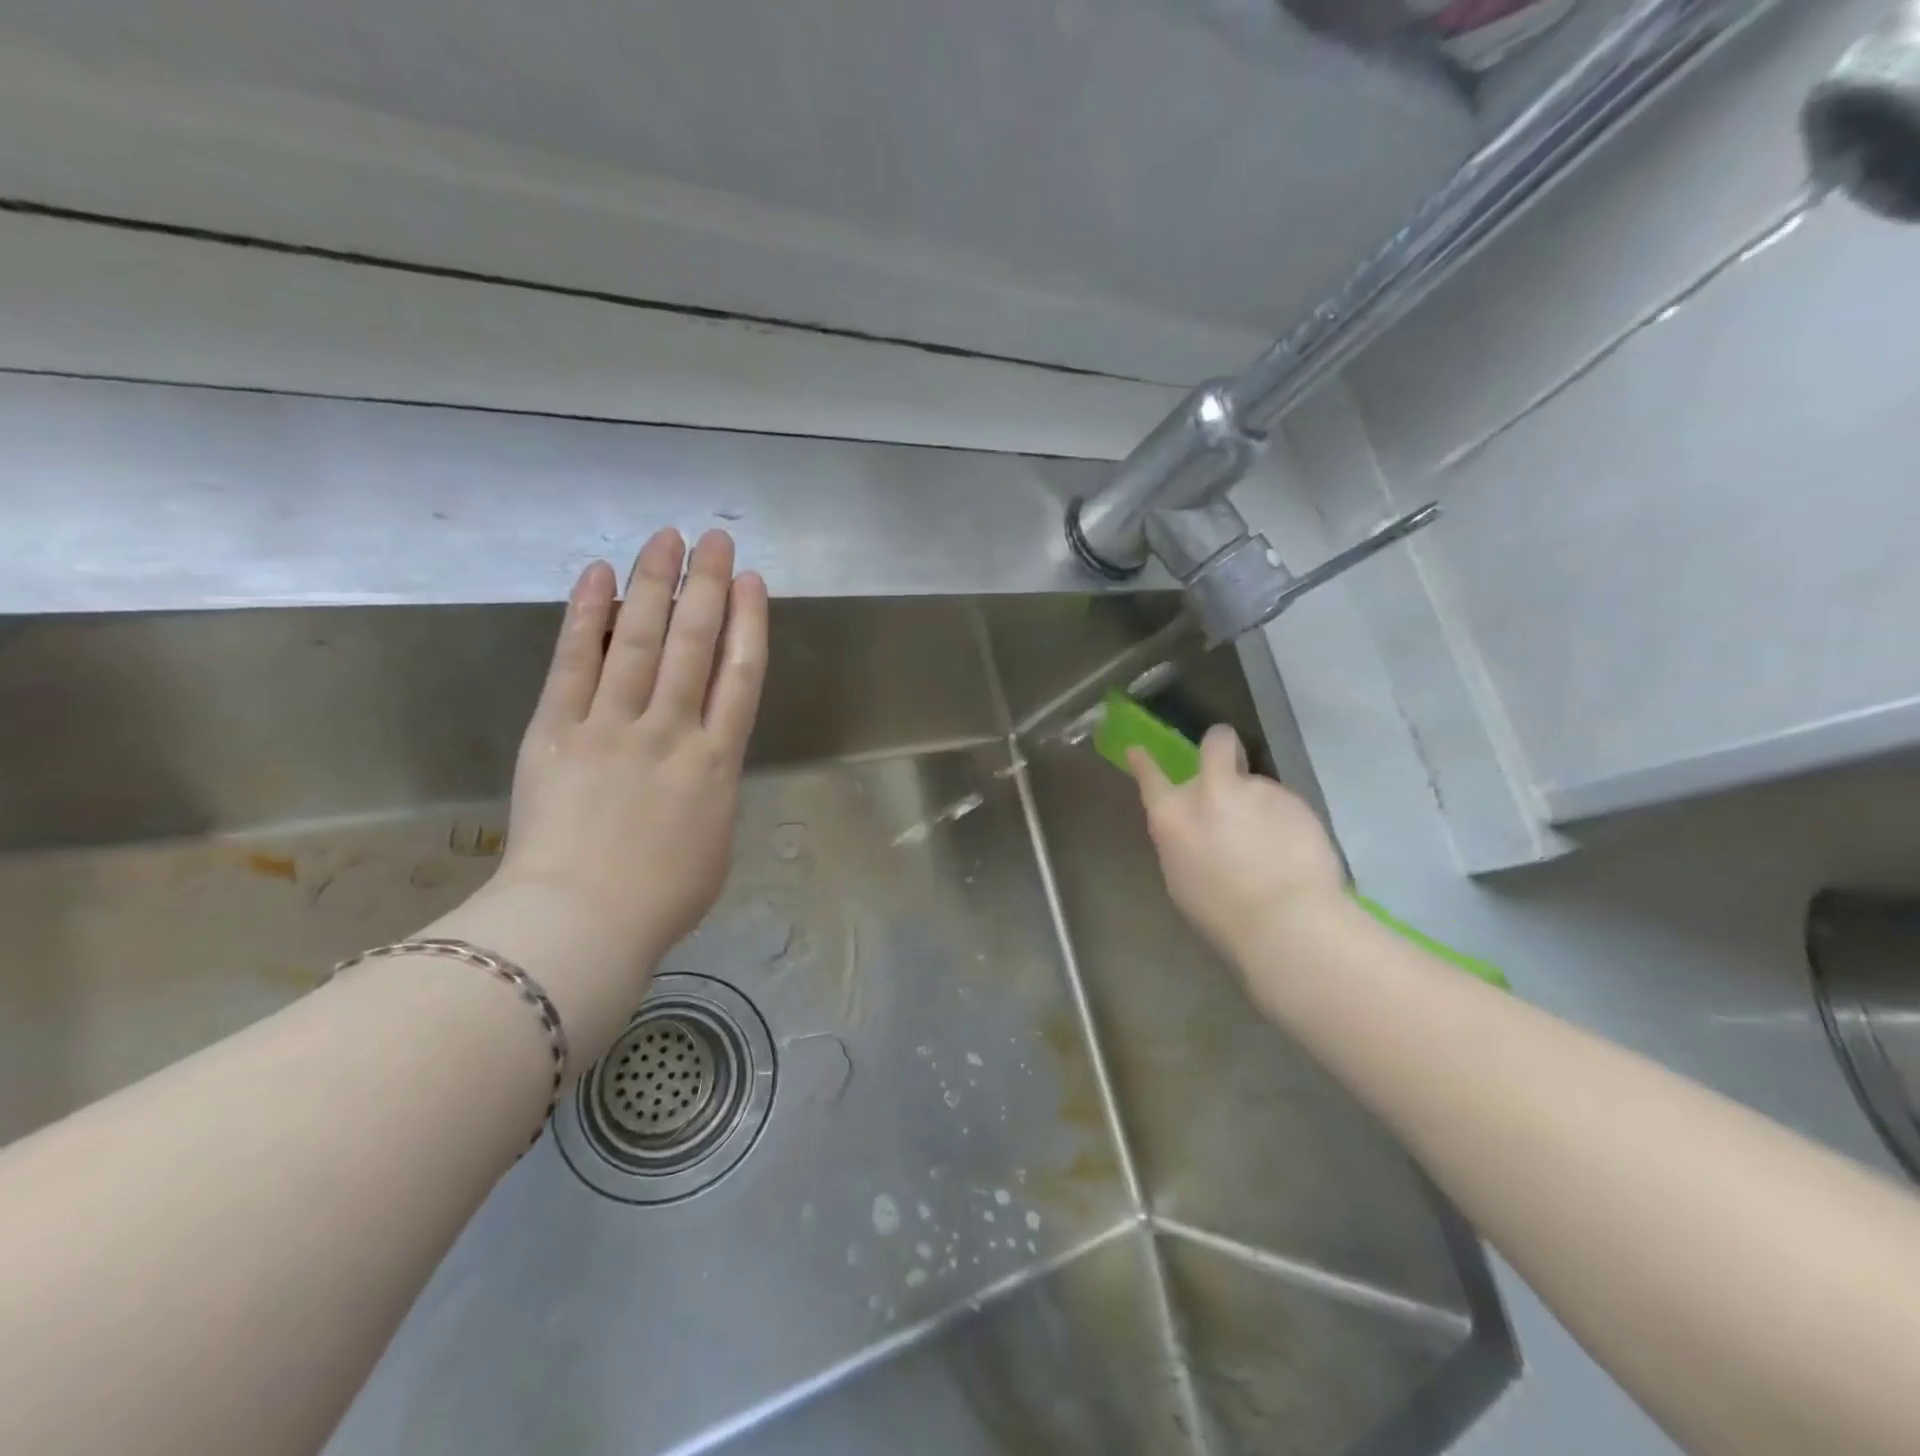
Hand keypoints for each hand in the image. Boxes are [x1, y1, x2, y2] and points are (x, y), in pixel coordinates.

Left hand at [454, 528, 766, 1058]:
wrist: (581, 922)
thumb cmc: (662, 897)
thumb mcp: (716, 842)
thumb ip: (714, 788)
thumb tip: (704, 758)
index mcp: (717, 761)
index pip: (740, 674)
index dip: (747, 621)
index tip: (749, 581)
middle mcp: (671, 729)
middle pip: (692, 642)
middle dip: (706, 585)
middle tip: (713, 538)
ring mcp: (612, 725)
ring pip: (638, 639)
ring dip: (653, 584)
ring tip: (665, 539)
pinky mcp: (556, 729)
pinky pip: (573, 662)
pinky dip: (586, 616)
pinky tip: (598, 575)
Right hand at [1127, 725, 1347, 962]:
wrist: (1287, 919)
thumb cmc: (1221, 912)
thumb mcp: (1180, 878)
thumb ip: (1181, 841)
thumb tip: (1191, 829)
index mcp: (1173, 815)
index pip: (1150, 777)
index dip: (1144, 763)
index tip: (1139, 751)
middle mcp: (1211, 791)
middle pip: (1216, 743)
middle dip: (1220, 745)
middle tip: (1227, 761)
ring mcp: (1256, 790)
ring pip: (1255, 786)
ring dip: (1258, 806)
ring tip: (1272, 847)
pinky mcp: (1295, 800)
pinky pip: (1284, 806)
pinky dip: (1286, 823)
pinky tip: (1293, 854)